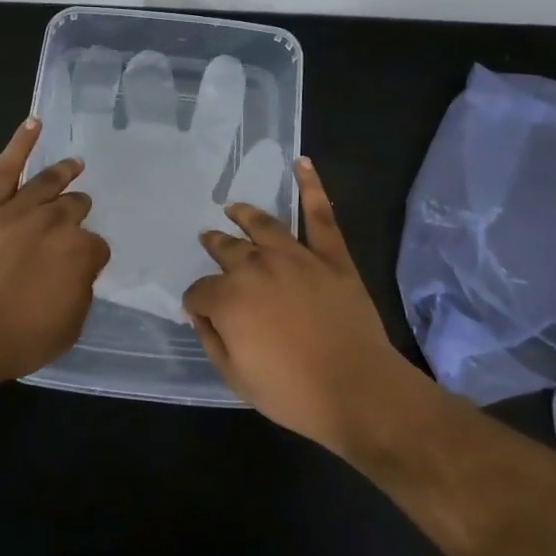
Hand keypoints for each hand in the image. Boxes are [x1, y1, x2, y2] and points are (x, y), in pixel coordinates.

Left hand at [0, 118, 110, 387]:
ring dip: (64, 173)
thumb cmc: (17, 339)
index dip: (89, 258)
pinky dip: (20, 143)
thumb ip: (80, 292)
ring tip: (75, 164)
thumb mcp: (69, 328)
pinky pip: (5, 168)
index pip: (96, 246)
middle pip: (74, 208)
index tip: (81, 267)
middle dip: (77, 212)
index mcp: (80, 252)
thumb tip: (76, 273)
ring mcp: (18, 209)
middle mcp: (54, 222)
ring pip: (48, 183)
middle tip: (76, 215)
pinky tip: (33, 123)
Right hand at [183, 158, 413, 454]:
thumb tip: (199, 314)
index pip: (200, 291)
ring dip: (244, 215)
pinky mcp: (331, 256)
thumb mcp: (236, 378)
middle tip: (209, 241)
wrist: (358, 390)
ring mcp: (295, 257)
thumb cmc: (293, 392)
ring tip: (233, 208)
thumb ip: (211, 340)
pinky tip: (301, 163)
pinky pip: (320, 215)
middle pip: (226, 250)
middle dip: (214, 247)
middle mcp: (256, 267)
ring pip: (263, 225)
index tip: (200, 310)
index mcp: (229, 298)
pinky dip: (311, 187)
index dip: (197, 302)